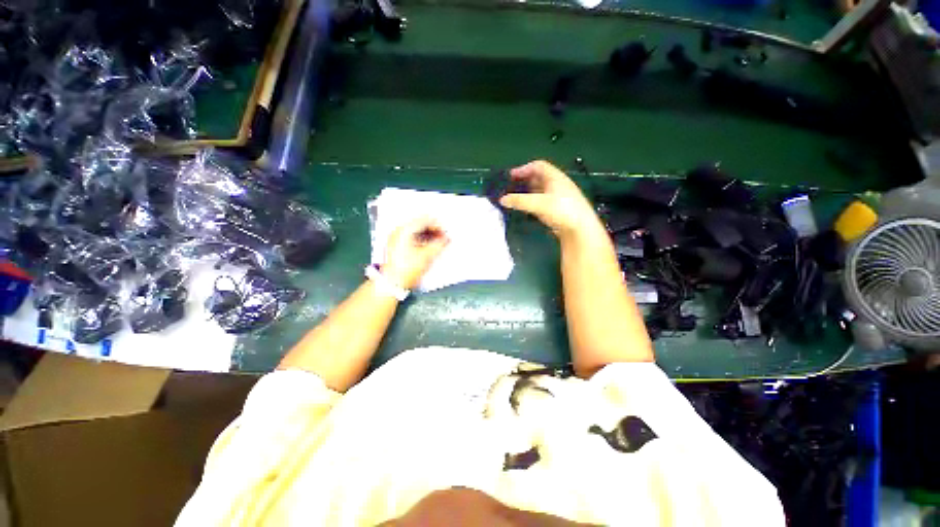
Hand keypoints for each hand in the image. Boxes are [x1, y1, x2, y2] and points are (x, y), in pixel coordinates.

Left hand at [381, 217, 449, 289]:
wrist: (392, 284)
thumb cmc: (407, 270)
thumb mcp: (427, 256)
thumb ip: (440, 244)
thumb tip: (447, 238)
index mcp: (405, 230)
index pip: (425, 220)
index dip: (438, 226)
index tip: (446, 234)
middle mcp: (398, 231)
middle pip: (420, 224)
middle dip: (433, 231)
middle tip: (443, 239)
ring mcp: (395, 238)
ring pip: (416, 231)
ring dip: (428, 236)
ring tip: (437, 244)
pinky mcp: (395, 246)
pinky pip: (411, 237)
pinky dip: (421, 240)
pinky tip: (427, 248)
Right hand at [499, 160, 604, 241]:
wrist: (580, 229)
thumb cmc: (561, 210)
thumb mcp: (538, 203)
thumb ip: (519, 201)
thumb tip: (502, 199)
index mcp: (555, 177)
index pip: (538, 166)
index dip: (524, 168)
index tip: (511, 176)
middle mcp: (558, 185)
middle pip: (539, 177)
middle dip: (525, 181)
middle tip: (512, 187)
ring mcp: (559, 198)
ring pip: (541, 191)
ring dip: (528, 193)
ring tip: (517, 198)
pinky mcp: (559, 210)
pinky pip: (543, 202)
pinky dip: (533, 203)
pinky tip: (528, 209)